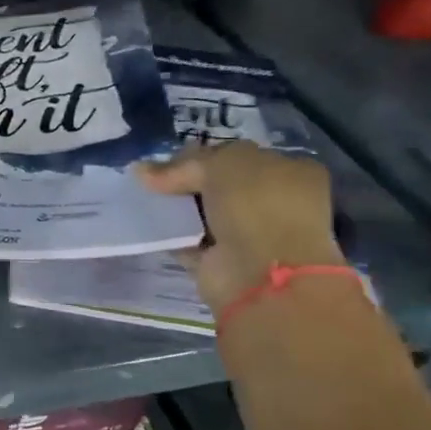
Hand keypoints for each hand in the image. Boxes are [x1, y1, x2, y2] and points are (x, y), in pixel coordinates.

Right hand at [138, 142, 344, 312]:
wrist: (262, 272)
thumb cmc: (257, 206)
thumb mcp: (223, 165)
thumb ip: (186, 163)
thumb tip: (142, 170)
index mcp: (289, 172)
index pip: (237, 158)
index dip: (201, 156)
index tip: (167, 161)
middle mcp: (273, 203)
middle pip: (217, 186)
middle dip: (185, 182)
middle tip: (150, 181)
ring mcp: (249, 235)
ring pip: (203, 214)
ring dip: (176, 209)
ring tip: (141, 200)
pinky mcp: (223, 262)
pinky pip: (189, 242)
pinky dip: (169, 236)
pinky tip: (147, 225)